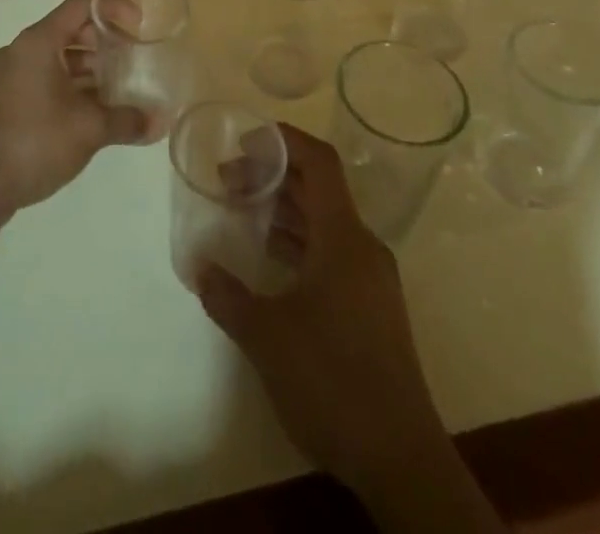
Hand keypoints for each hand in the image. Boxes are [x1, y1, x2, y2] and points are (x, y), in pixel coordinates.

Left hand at [0, 0, 150, 215]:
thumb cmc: (34, 142)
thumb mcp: (88, 129)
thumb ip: (127, 120)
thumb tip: (160, 122)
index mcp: (38, 42)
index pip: (81, 6)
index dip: (114, 9)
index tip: (139, 26)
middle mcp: (23, 50)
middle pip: (70, 29)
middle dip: (105, 41)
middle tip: (133, 58)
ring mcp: (12, 75)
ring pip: (59, 56)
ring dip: (90, 67)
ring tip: (120, 88)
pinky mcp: (9, 99)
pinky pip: (47, 77)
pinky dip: (73, 84)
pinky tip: (94, 111)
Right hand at [196, 126, 448, 502]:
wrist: (400, 460)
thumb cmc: (333, 381)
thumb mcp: (267, 336)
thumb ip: (228, 296)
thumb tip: (199, 267)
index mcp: (343, 237)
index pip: (319, 162)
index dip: (284, 140)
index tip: (245, 139)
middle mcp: (362, 247)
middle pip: (318, 189)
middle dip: (273, 175)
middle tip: (228, 179)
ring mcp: (371, 279)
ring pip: (324, 222)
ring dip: (284, 210)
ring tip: (241, 210)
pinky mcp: (371, 308)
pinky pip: (331, 252)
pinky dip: (299, 241)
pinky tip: (270, 259)